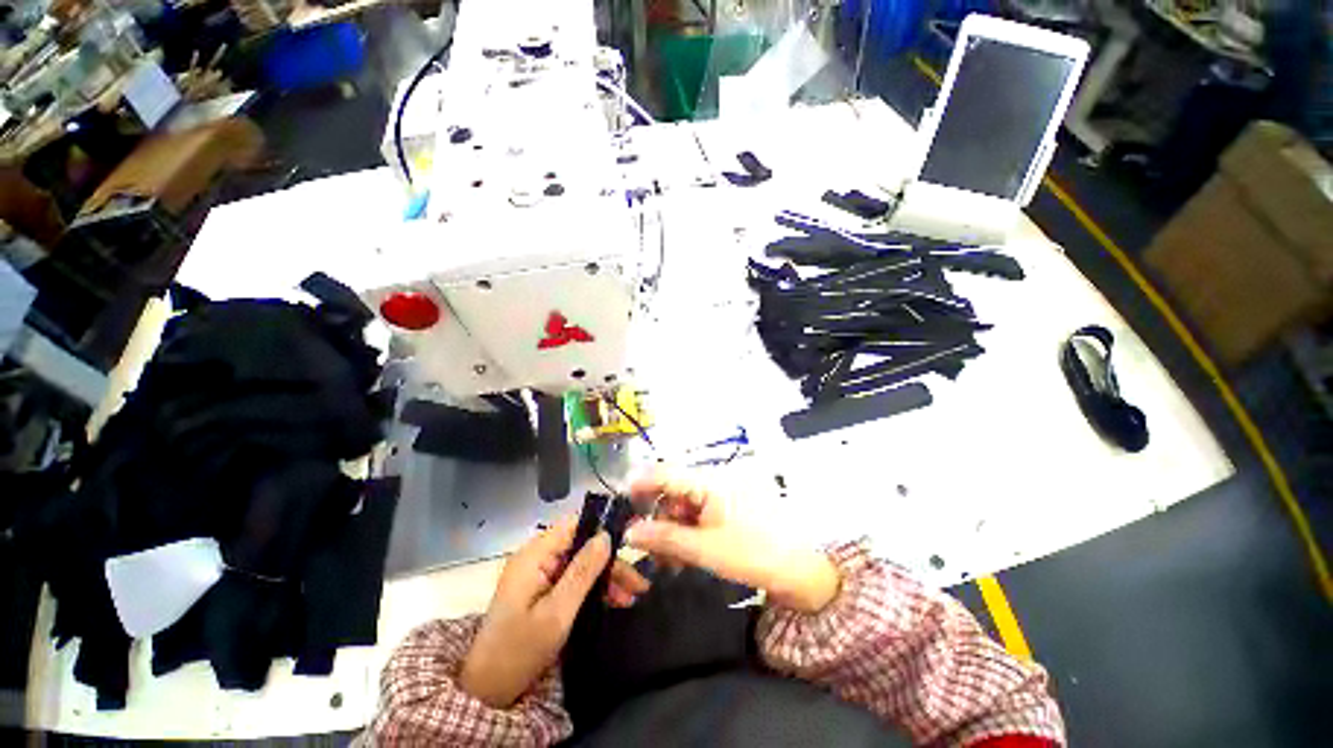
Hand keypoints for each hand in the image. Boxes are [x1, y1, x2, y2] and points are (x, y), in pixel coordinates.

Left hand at [459, 517, 650, 707]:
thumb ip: (583, 571)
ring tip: (632, 597)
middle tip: (637, 584)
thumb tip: (606, 535)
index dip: (603, 526)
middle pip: (582, 546)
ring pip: (581, 563)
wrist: (486, 691)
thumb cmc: (519, 651)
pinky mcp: (540, 590)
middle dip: (610, 562)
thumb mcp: (557, 612)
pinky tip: (614, 601)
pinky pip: (573, 579)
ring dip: (606, 578)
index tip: (632, 536)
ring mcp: (538, 574)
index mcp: (534, 555)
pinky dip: (593, 589)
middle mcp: (536, 557)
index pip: (574, 525)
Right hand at [626, 471, 840, 613]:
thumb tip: (629, 532)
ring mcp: (721, 494)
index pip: (666, 473)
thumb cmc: (753, 554)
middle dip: (657, 519)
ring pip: (683, 506)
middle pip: (672, 491)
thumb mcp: (705, 549)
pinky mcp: (726, 508)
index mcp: (709, 480)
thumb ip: (665, 538)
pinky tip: (684, 556)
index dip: (641, 485)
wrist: (800, 569)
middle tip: (648, 551)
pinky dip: (686, 533)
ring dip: (671, 531)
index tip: (622, 506)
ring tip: (669, 562)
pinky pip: (697, 515)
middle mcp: (713, 480)